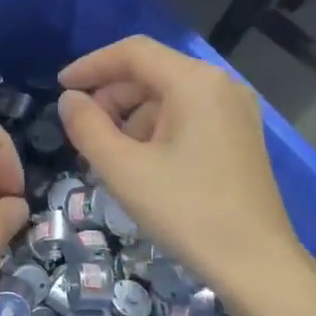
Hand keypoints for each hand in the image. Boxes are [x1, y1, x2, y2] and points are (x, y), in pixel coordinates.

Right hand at [57, 37, 314, 298]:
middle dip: (111, 99)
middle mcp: (220, 85)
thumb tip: (70, 100)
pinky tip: (141, 167)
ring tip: (109, 160)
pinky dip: (156, 132)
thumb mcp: (123, 170)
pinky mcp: (239, 137)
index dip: (91, 65)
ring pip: (168, 98)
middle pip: (152, 74)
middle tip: (83, 136)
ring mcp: (235, 111)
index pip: (133, 53)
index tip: (61, 88)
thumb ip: (87, 127)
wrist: (255, 263)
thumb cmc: (186, 211)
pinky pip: (187, 118)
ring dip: (131, 120)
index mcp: (194, 82)